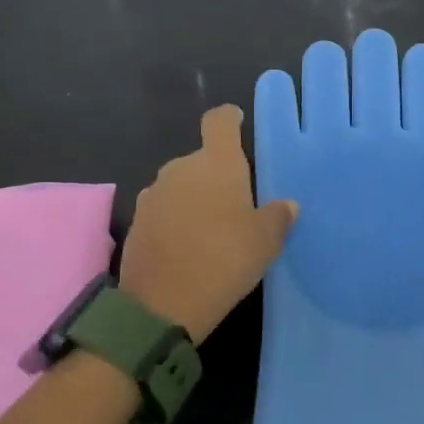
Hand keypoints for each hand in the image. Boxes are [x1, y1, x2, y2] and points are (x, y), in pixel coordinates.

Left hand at [120, 105, 297, 342]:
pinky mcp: (137, 221)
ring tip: (213, 228)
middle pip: (201, 157)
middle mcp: (180, 168)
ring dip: (195, 197)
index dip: (231, 119)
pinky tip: (189, 246)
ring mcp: (153, 194)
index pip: (220, 121)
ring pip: (181, 184)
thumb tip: (287, 205)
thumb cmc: (225, 260)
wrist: (162, 305)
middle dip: (217, 173)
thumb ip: (278, 217)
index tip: (239, 124)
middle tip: (237, 203)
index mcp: (216, 163)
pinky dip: (177, 219)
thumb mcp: (266, 241)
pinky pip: (164, 209)